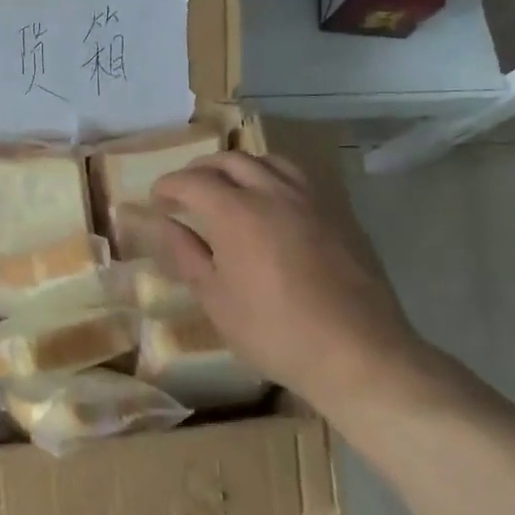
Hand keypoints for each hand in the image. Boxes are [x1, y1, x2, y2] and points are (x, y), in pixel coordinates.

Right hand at [145, 152, 427, 416]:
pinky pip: (300, 178)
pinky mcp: (340, 214)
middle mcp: (274, 193)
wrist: (358, 354)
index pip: (191, 181)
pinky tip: (272, 205)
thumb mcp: (215, 298)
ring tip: (229, 189)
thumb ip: (184, 253)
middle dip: (200, 170)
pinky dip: (273, 178)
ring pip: (269, 161)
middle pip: (230, 160)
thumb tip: (159, 223)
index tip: (155, 201)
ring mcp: (312, 200)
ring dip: (240, 167)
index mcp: (237, 213)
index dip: (167, 186)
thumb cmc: (274, 332)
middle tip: (185, 192)